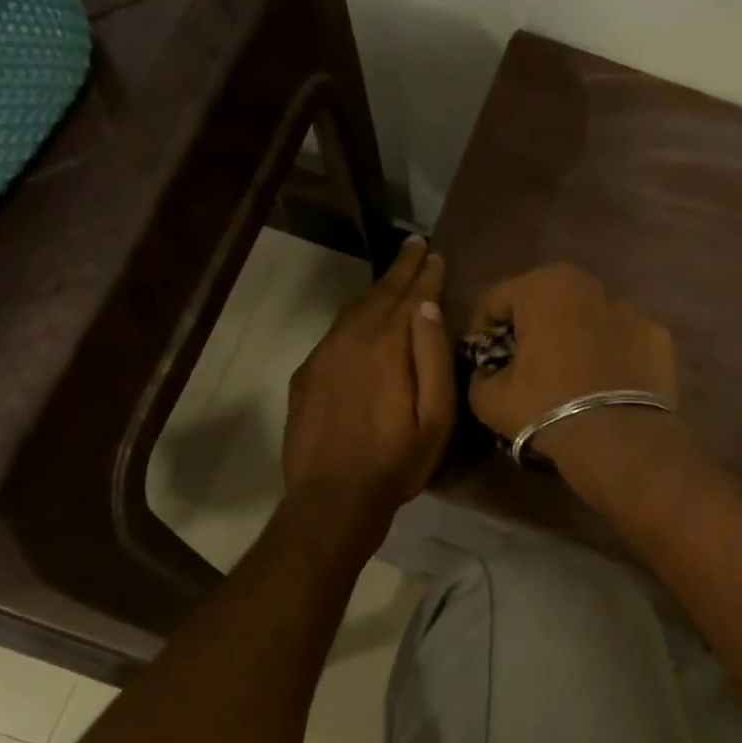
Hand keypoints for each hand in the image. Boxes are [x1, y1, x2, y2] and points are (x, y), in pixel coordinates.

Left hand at [282, 237, 454, 540]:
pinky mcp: (306, 373)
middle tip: (416, 245)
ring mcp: (323, 354)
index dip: (425, 273)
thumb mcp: (435, 417)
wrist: (331, 497)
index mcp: (388, 345)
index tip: (435, 253)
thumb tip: (428, 306)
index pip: (411, 296)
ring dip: (377, 291)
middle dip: (401, 268)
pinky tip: (362, 320)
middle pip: (380, 294)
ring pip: (354, 309)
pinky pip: (335, 332)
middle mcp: (352, 338)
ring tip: (394, 276)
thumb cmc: (396, 462)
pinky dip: (354, 317)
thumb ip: (433, 357)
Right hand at [467, 263, 680, 472]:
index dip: (480, 331)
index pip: (495, 300)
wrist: (618, 441)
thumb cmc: (545, 408)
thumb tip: (488, 373)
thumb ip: (479, 375)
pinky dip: (609, 355)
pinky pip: (621, 340)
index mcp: (543, 287)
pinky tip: (603, 386)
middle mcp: (589, 285)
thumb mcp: (488, 399)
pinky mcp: (659, 336)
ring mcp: (631, 309)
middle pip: (544, 302)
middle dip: (530, 329)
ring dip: (572, 339)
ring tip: (567, 378)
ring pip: (587, 319)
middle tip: (522, 366)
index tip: (481, 361)